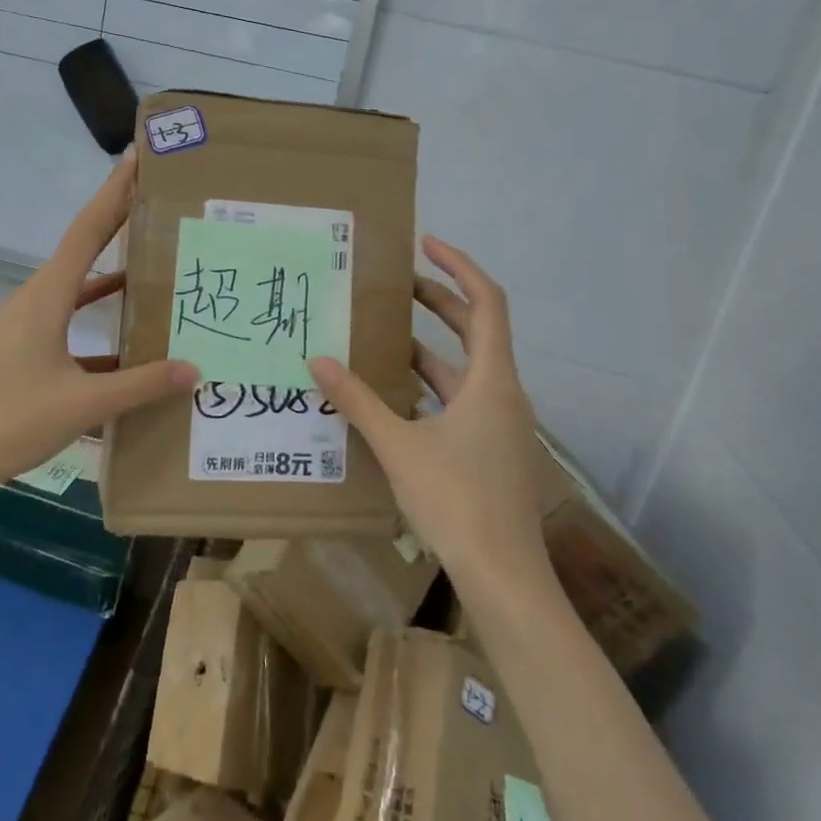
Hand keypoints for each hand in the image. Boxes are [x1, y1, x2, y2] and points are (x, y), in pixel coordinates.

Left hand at [0, 150, 196, 497]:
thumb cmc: (7, 420)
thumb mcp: (82, 403)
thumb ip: (140, 385)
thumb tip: (194, 369)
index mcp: (46, 296)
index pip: (88, 230)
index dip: (114, 193)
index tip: (138, 158)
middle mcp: (35, 300)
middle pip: (85, 253)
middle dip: (120, 228)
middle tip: (162, 211)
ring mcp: (24, 328)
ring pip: (77, 293)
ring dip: (112, 283)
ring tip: (157, 276)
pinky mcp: (20, 354)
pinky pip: (67, 328)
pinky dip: (96, 328)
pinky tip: (128, 351)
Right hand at [308, 237, 555, 590]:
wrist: (504, 576)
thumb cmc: (457, 501)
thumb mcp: (398, 445)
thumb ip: (357, 401)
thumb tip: (317, 360)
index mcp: (492, 380)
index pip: (487, 301)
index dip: (459, 266)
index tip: (425, 245)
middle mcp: (503, 392)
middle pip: (476, 330)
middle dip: (438, 302)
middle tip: (395, 284)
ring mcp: (501, 423)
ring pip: (466, 368)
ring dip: (430, 348)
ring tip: (384, 334)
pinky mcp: (492, 447)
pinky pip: (462, 399)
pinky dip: (431, 386)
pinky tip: (395, 394)